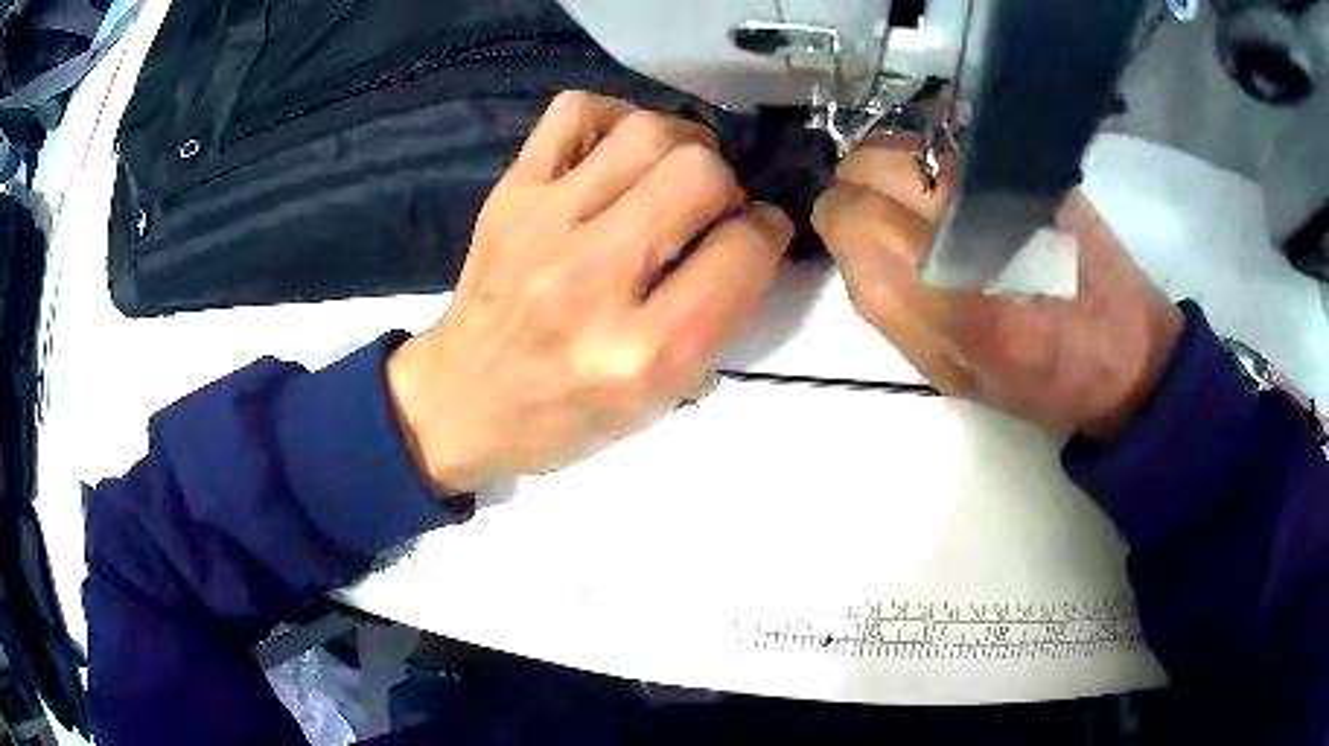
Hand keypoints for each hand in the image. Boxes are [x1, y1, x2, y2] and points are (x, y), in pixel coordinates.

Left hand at [388, 92, 792, 491]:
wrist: (463, 399)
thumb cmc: (566, 414)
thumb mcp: (660, 401)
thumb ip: (717, 320)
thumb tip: (750, 236)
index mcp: (644, 351)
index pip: (743, 251)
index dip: (769, 233)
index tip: (759, 234)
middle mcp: (594, 278)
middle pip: (700, 173)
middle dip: (728, 185)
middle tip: (713, 207)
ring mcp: (544, 225)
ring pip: (648, 132)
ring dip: (683, 145)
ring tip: (673, 174)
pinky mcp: (510, 194)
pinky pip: (575, 112)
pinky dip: (614, 118)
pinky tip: (619, 152)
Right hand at [812, 137, 1183, 439]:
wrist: (1125, 351)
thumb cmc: (1038, 379)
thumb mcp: (951, 374)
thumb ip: (888, 309)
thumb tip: (852, 246)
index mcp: (952, 295)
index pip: (849, 213)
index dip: (841, 222)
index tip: (858, 241)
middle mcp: (972, 220)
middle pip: (868, 162)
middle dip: (862, 188)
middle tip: (891, 222)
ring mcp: (1002, 178)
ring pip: (902, 138)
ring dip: (897, 169)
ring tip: (928, 207)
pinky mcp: (1028, 160)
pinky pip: (944, 132)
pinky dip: (932, 155)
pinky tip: (958, 188)